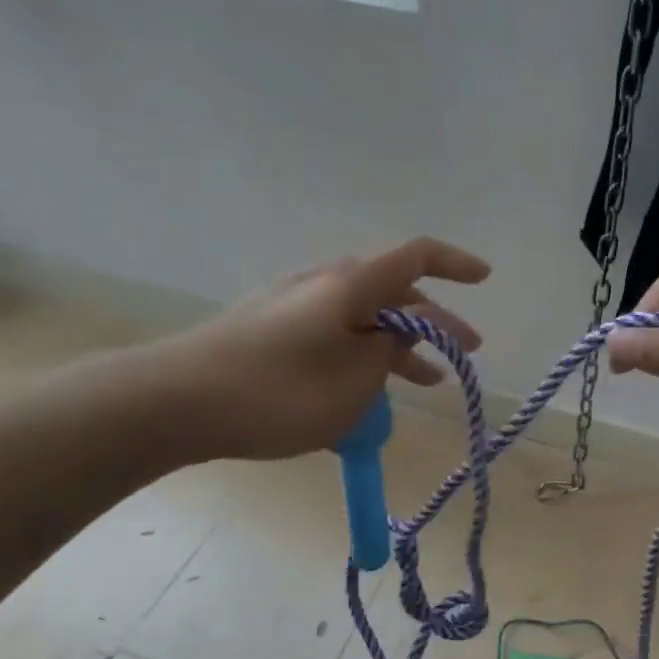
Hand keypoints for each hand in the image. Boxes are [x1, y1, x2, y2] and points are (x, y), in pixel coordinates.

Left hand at [144, 237, 489, 460]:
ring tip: (425, 383)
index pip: (416, 256)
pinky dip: (360, 358)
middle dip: (434, 324)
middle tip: (463, 355)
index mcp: (350, 285)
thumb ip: (390, 351)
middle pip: (393, 292)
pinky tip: (363, 395)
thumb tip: (400, 330)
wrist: (173, 403)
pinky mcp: (268, 330)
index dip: (455, 264)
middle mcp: (322, 283)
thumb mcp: (354, 382)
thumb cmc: (277, 392)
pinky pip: (332, 336)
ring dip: (398, 347)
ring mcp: (291, 306)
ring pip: (362, 319)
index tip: (485, 278)